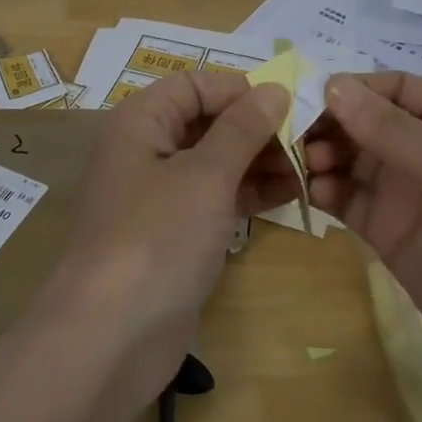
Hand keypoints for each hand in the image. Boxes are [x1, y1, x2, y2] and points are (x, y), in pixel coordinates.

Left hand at [31, 72, 294, 403]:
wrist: (110, 335)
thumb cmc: (156, 237)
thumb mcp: (204, 176)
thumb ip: (241, 129)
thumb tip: (274, 88)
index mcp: (140, 123)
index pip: (193, 85)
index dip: (240, 89)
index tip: (290, 103)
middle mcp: (144, 151)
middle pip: (205, 123)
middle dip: (256, 128)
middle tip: (311, 140)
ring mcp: (158, 197)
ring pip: (214, 163)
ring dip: (258, 162)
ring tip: (311, 169)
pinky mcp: (172, 235)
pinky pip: (214, 200)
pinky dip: (248, 194)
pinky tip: (291, 195)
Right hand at [305, 72, 421, 387]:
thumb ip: (390, 127)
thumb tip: (332, 84)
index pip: (399, 89)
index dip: (355, 88)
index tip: (306, 93)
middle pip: (370, 122)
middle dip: (332, 122)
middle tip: (292, 131)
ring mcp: (413, 195)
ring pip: (355, 160)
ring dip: (325, 154)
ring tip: (304, 162)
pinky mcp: (392, 235)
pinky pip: (350, 200)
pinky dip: (326, 190)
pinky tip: (310, 189)